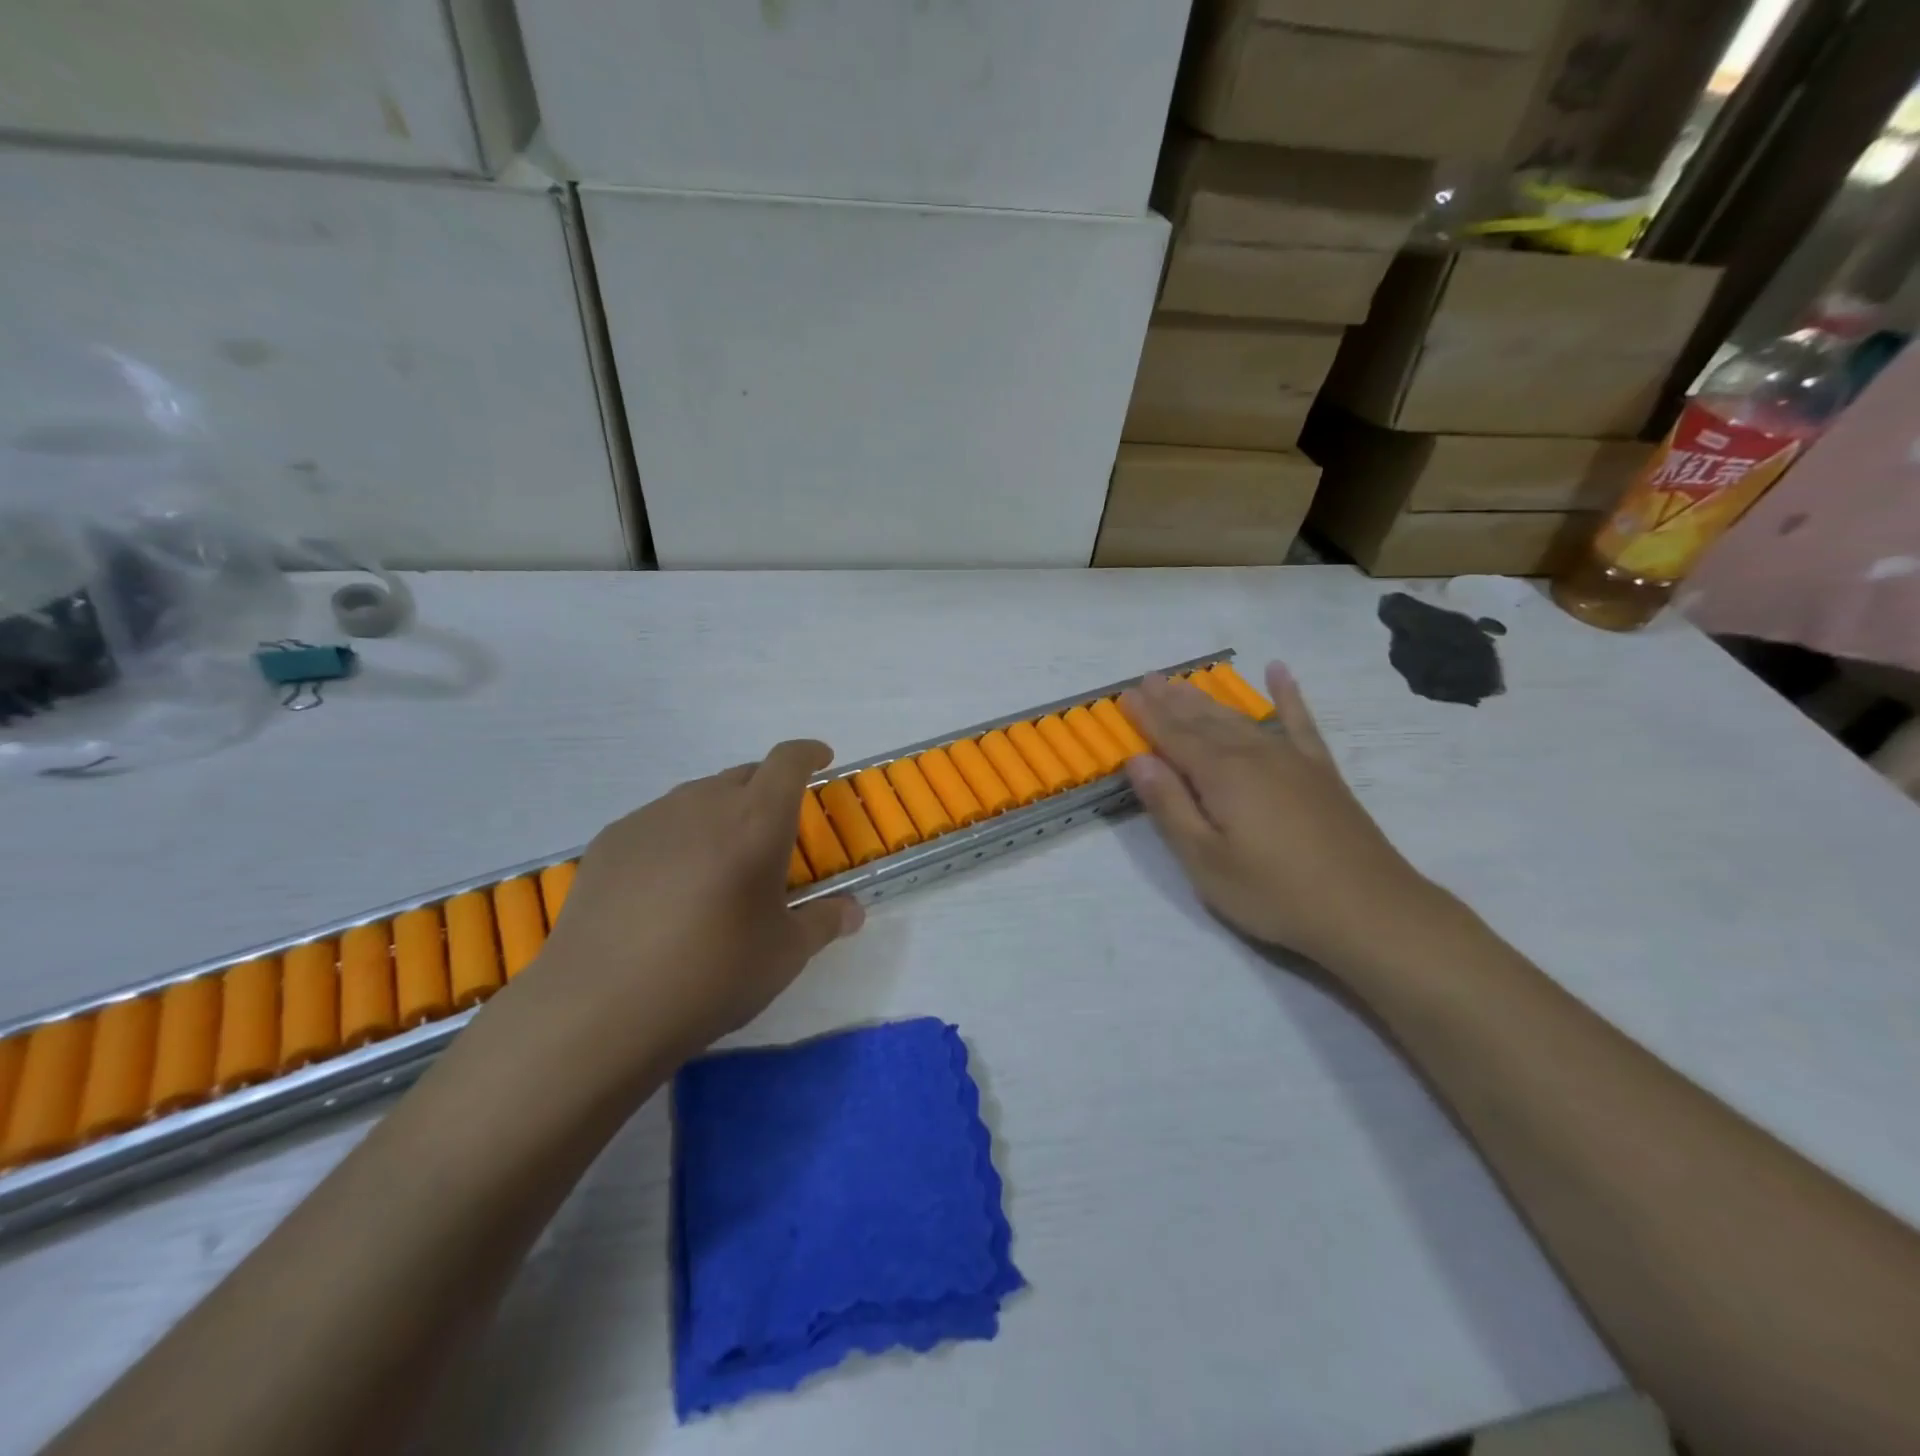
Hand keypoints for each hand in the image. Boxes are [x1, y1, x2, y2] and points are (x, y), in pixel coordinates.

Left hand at [524, 741, 863, 1077]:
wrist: (600, 1007)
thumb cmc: (712, 974)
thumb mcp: (785, 954)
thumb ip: (824, 922)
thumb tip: (852, 912)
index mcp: (757, 821)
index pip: (788, 761)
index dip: (809, 753)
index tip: (822, 759)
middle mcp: (703, 803)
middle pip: (744, 775)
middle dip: (767, 790)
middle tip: (773, 833)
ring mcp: (651, 818)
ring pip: (698, 797)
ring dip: (720, 813)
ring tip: (719, 862)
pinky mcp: (610, 841)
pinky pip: (658, 822)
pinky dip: (677, 836)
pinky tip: (667, 885)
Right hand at [1119, 666, 1451, 976]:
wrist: (1369, 910)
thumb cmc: (1274, 892)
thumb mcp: (1206, 860)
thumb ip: (1169, 806)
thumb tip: (1138, 759)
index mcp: (1221, 774)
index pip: (1173, 736)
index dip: (1147, 716)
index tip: (1124, 695)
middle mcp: (1254, 754)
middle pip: (1204, 720)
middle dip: (1173, 700)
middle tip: (1149, 679)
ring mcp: (1292, 759)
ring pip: (1241, 718)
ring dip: (1209, 699)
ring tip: (1185, 682)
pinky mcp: (1321, 771)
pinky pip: (1300, 721)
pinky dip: (1287, 695)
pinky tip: (1279, 672)